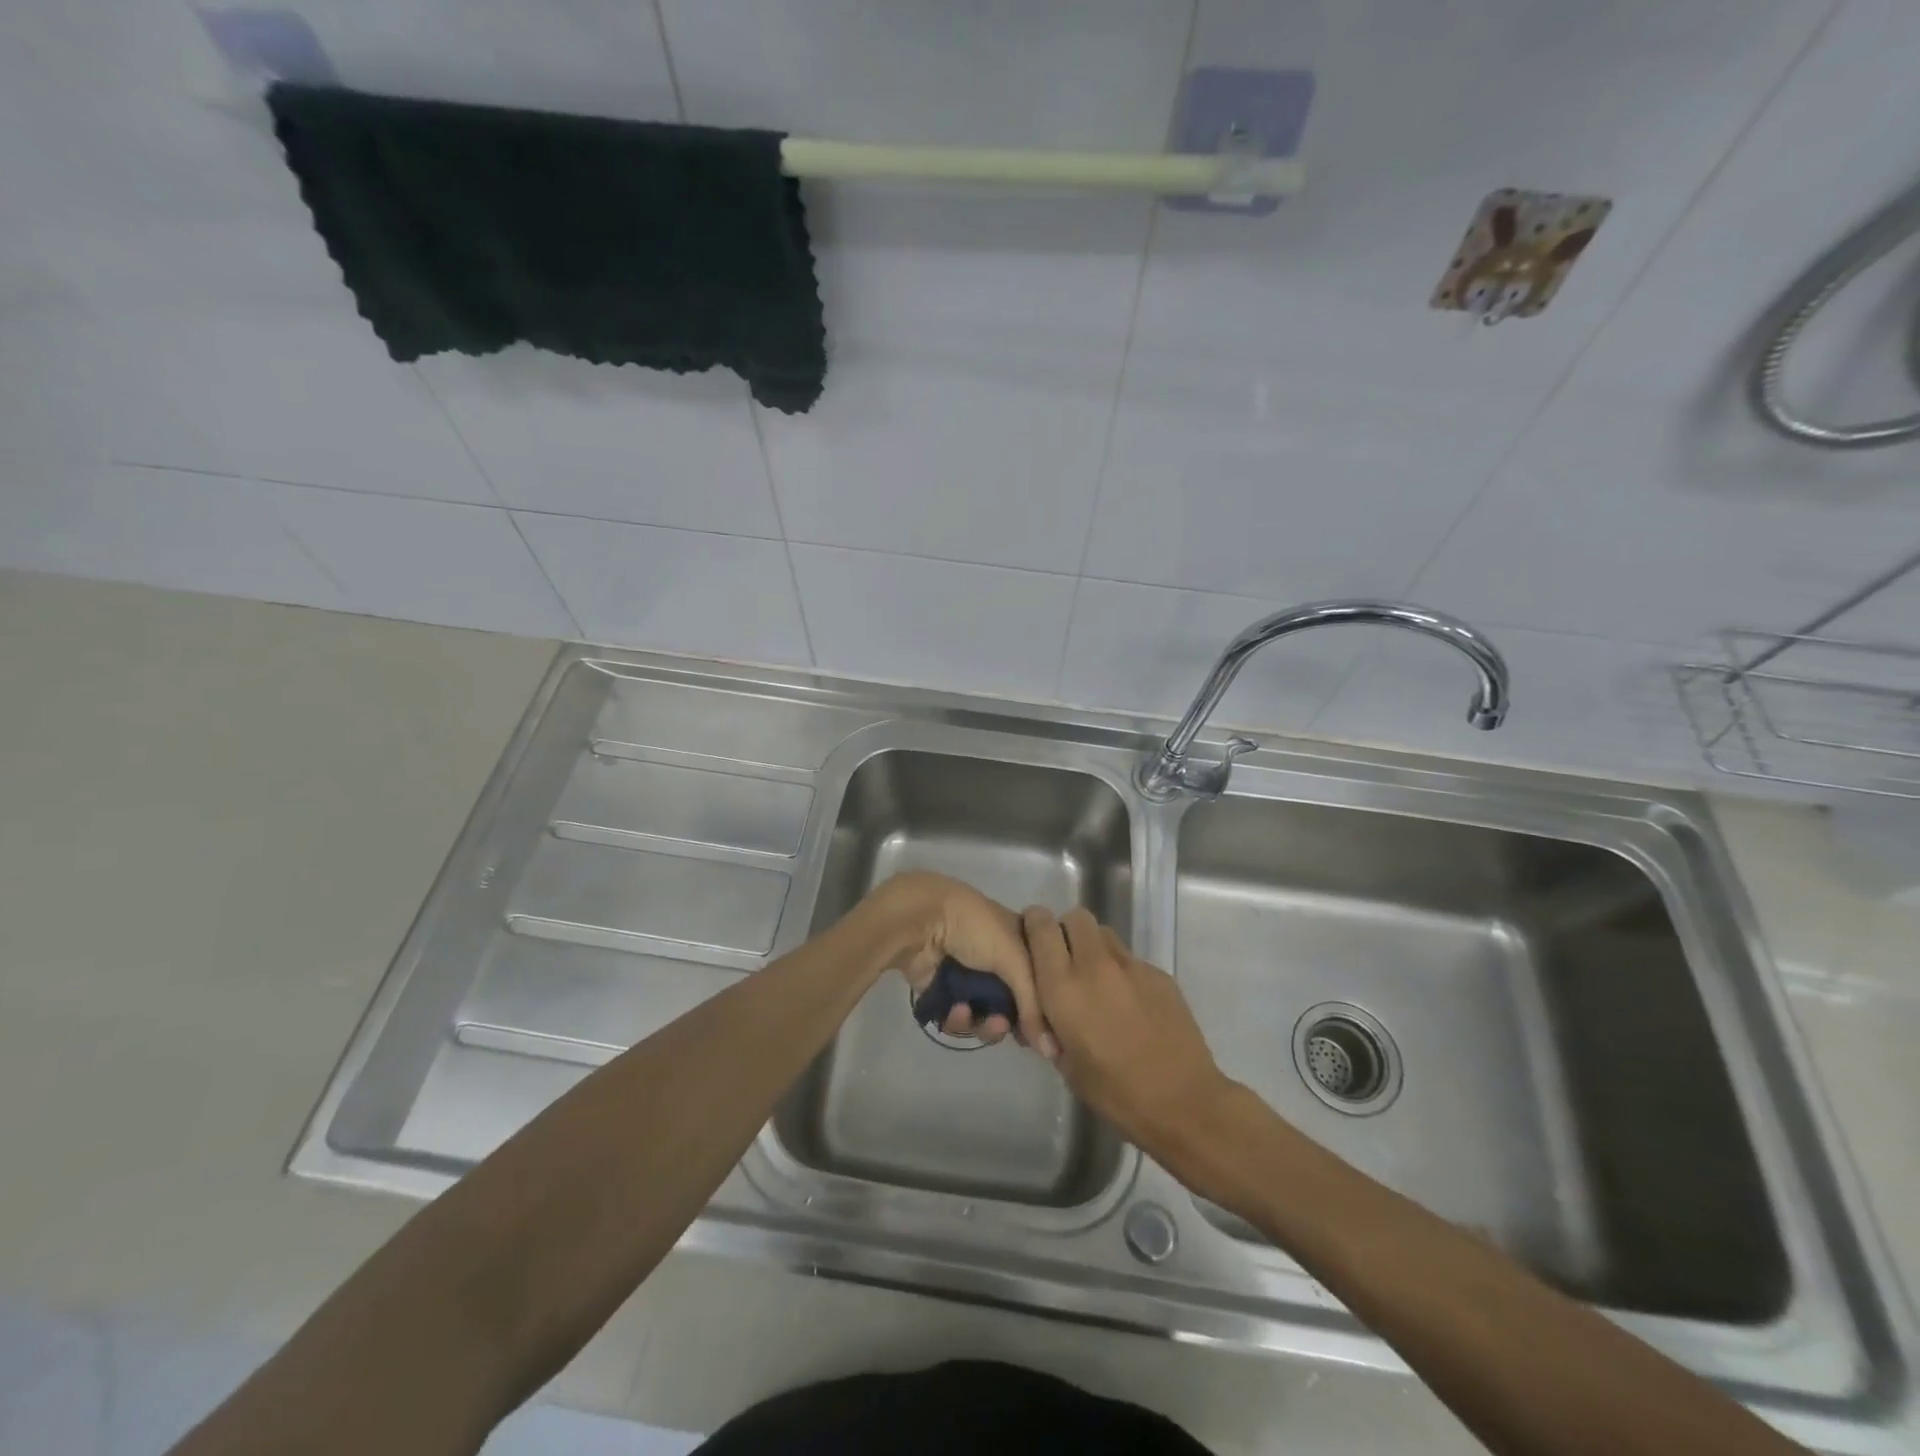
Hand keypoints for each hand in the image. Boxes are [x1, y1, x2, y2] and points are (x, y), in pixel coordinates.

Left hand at [862, 872, 1049, 1049]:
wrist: (921, 921)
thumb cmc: (975, 929)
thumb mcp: (1015, 958)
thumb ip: (1033, 1003)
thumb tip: (1050, 1049)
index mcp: (1019, 939)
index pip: (1040, 978)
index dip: (1044, 1005)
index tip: (1049, 1029)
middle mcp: (995, 957)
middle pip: (1012, 1002)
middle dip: (1012, 1020)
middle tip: (1013, 1032)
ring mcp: (967, 975)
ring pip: (985, 1015)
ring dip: (986, 1025)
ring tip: (984, 1023)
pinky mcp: (942, 991)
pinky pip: (958, 1018)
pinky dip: (959, 1020)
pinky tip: (956, 1011)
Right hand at [1023, 906, 1230, 1151]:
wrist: (1184, 1102)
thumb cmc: (1116, 1093)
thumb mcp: (1066, 1065)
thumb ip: (1051, 1027)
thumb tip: (1048, 1016)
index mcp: (1064, 987)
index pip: (1040, 925)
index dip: (1033, 926)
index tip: (1034, 945)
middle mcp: (1095, 965)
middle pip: (1076, 917)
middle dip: (1067, 932)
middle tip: (1067, 964)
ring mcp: (1132, 966)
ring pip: (1105, 934)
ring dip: (1094, 949)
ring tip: (1099, 984)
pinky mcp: (1160, 975)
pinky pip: (1131, 960)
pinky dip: (1123, 974)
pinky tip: (1131, 1007)